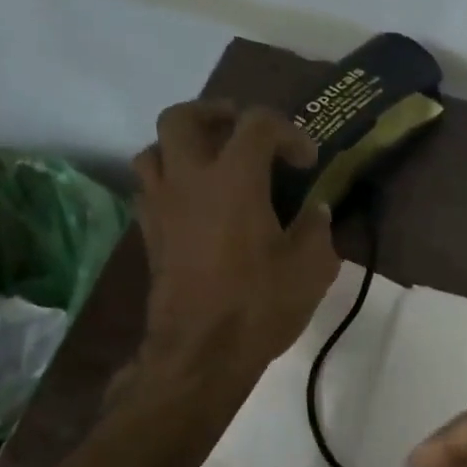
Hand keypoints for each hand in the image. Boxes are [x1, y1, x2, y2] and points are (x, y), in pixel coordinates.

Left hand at [130, 100, 338, 375]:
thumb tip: (316, 211)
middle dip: (214, 114)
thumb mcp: (311, 268)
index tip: (307, 161)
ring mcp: (161, 206)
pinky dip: (171, 183)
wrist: (201, 352)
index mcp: (234, 178)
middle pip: (183, 117)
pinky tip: (195, 205)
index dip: (288, 132)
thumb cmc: (259, 304)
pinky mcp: (149, 234)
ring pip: (154, 149)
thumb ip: (317, 229)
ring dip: (183, 146)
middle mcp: (189, 180)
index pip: (257, 124)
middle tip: (240, 131)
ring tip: (211, 164)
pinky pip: (150, 189)